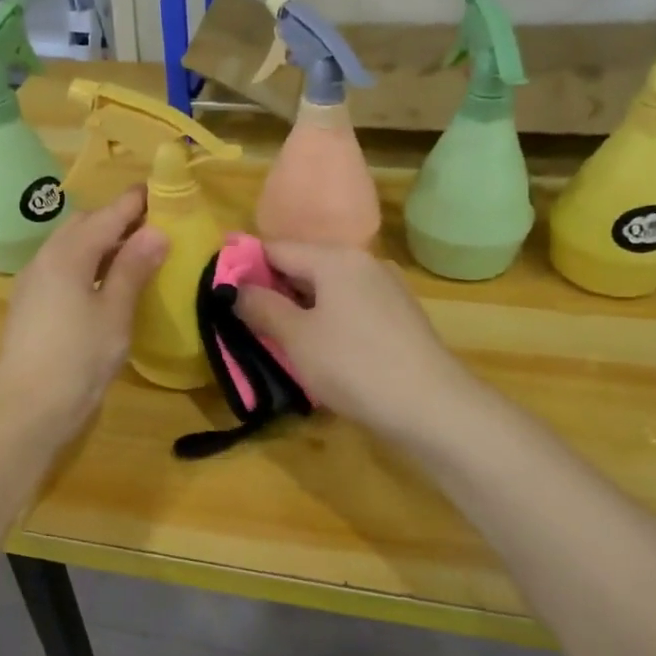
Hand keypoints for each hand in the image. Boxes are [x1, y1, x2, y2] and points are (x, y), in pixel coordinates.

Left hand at [0, 187, 168, 440]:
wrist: (28, 408)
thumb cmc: (79, 357)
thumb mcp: (115, 312)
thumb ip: (133, 268)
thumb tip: (155, 231)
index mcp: (67, 254)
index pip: (106, 215)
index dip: (133, 203)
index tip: (159, 191)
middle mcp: (45, 259)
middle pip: (83, 226)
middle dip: (115, 220)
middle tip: (151, 226)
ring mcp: (33, 282)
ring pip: (70, 246)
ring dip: (100, 242)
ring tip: (134, 253)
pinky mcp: (30, 304)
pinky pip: (62, 268)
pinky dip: (86, 263)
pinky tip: (105, 282)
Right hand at [234, 243, 476, 439]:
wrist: (432, 407)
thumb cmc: (354, 365)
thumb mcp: (297, 338)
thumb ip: (262, 307)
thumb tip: (236, 288)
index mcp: (336, 258)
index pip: (276, 248)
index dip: (246, 267)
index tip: (223, 295)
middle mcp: (363, 263)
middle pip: (304, 266)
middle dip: (273, 291)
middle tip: (247, 323)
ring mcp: (386, 289)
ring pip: (328, 289)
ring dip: (300, 309)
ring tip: (279, 340)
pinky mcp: (399, 317)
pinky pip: (350, 307)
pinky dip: (328, 321)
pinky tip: (321, 351)